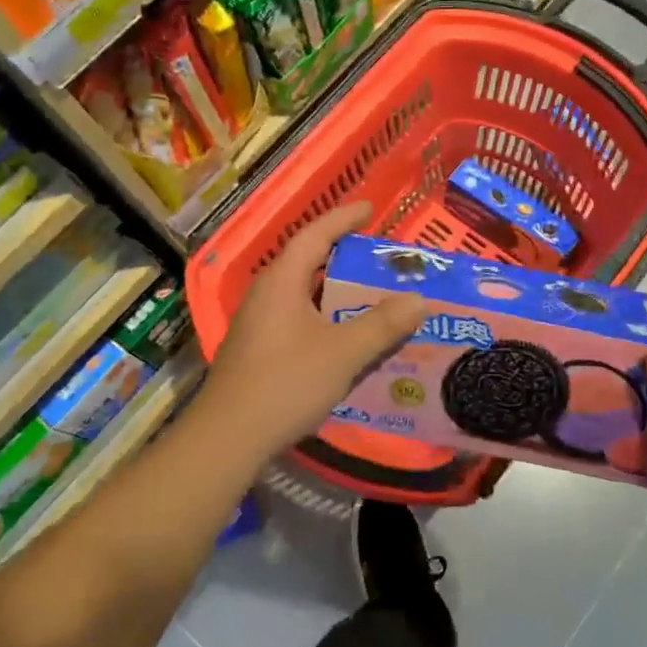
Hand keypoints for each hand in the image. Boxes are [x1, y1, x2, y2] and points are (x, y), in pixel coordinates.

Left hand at [199, 204, 423, 457]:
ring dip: (335, 290)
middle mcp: (266, 294)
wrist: (228, 438)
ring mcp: (258, 322)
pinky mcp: (258, 348)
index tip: (369, 208)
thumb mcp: (343, 352)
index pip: (314, 235)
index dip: (343, 219)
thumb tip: (419, 299)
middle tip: (377, 255)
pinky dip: (325, 315)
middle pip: (307, 262)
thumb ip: (382, 325)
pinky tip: (346, 335)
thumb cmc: (285, 383)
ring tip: (370, 292)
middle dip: (343, 255)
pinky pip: (298, 317)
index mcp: (282, 281)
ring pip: (303, 293)